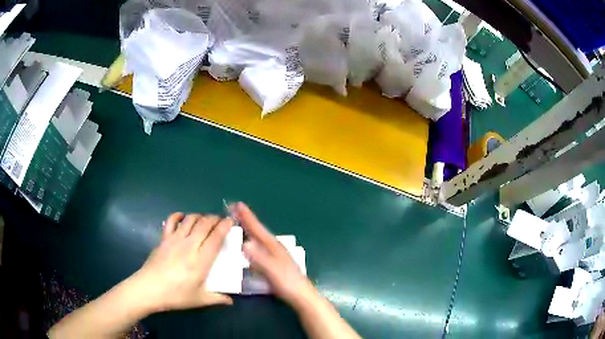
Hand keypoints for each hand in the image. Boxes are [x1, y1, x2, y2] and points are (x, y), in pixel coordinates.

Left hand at [131, 212, 234, 312]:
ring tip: (205, 220)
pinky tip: (183, 218)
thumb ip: (217, 298)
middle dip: (215, 218)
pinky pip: (171, 221)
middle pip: (204, 224)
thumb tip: (231, 301)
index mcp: (201, 261)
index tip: (231, 221)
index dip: (225, 227)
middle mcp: (189, 246)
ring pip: (190, 219)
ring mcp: (175, 240)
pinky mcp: (164, 239)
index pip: (216, 238)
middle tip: (221, 220)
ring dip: (200, 216)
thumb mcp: (199, 300)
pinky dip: (178, 216)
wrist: (149, 289)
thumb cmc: (176, 295)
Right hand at [233, 202, 315, 306]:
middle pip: (258, 231)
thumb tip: (244, 243)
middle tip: (234, 210)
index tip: (237, 204)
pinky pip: (260, 247)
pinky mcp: (275, 263)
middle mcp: (275, 247)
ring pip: (259, 238)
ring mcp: (276, 255)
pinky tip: (248, 246)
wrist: (301, 295)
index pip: (258, 228)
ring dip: (249, 230)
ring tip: (238, 224)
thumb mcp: (272, 270)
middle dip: (247, 220)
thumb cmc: (287, 282)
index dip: (247, 217)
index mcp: (273, 246)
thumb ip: (259, 258)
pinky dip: (252, 241)